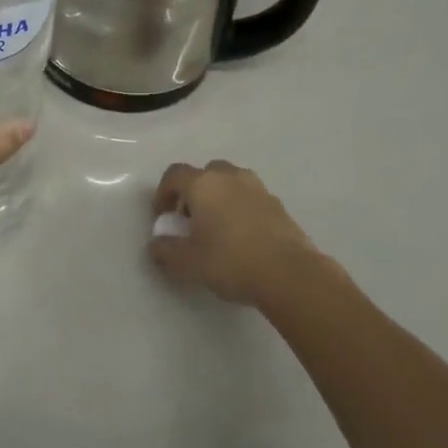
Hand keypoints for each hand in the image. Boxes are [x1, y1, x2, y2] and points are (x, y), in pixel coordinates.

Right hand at [149, 159, 322, 307]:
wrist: (291, 274)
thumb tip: (157, 244)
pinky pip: (250, 198)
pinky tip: (243, 238)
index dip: (163, 193)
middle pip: (204, 173)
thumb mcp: (188, 263)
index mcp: (203, 184)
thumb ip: (166, 251)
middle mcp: (229, 177)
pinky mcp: (278, 204)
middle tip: (191, 220)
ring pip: (230, 183)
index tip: (163, 217)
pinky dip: (240, 209)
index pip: (174, 174)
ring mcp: (257, 188)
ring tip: (218, 229)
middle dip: (193, 193)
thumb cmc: (231, 262)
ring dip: (219, 198)